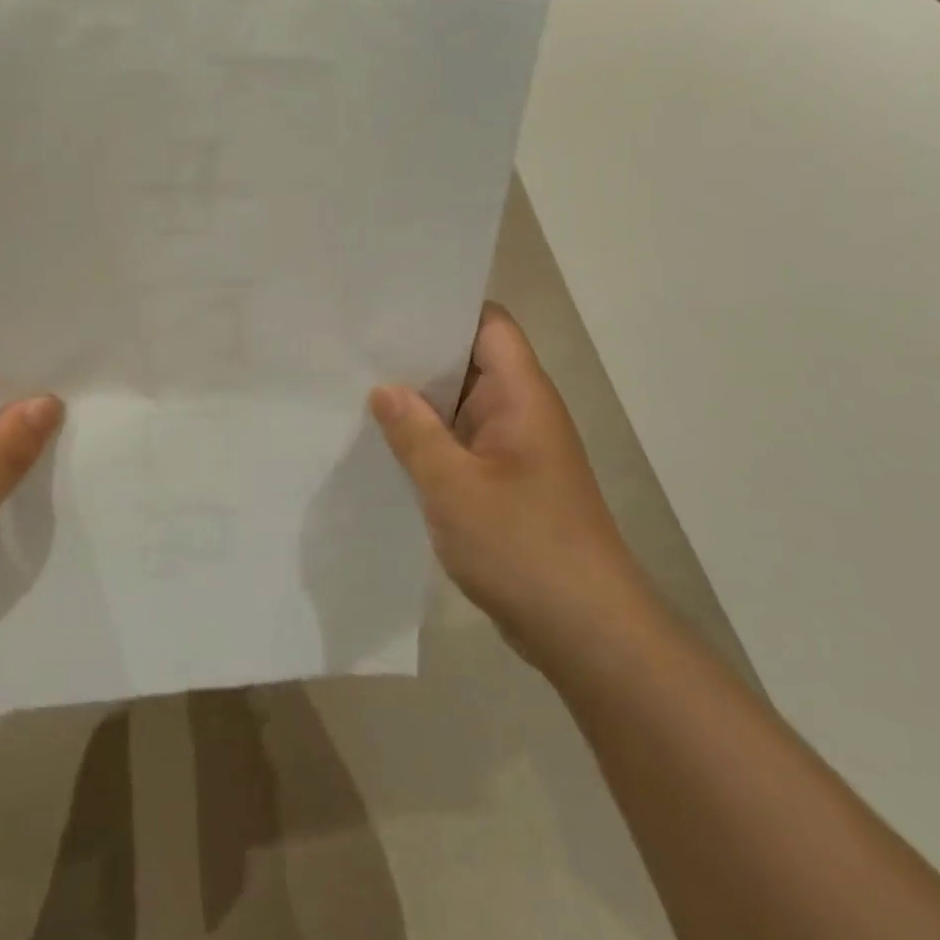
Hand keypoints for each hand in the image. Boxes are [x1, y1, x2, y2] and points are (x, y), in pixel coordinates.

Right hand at [370, 303, 651, 673]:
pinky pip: (459, 442)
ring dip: (418, 400)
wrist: (585, 631)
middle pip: (468, 360)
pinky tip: (384, 443)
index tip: (388, 307)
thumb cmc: (523, 546)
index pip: (487, 325)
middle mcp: (520, 412)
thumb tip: (384, 388)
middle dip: (416, 355)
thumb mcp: (453, 486)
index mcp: (521, 396)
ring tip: (356, 386)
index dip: (443, 308)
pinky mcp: (503, 482)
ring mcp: (512, 449)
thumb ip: (414, 432)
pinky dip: (427, 437)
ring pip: (460, 405)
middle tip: (355, 345)